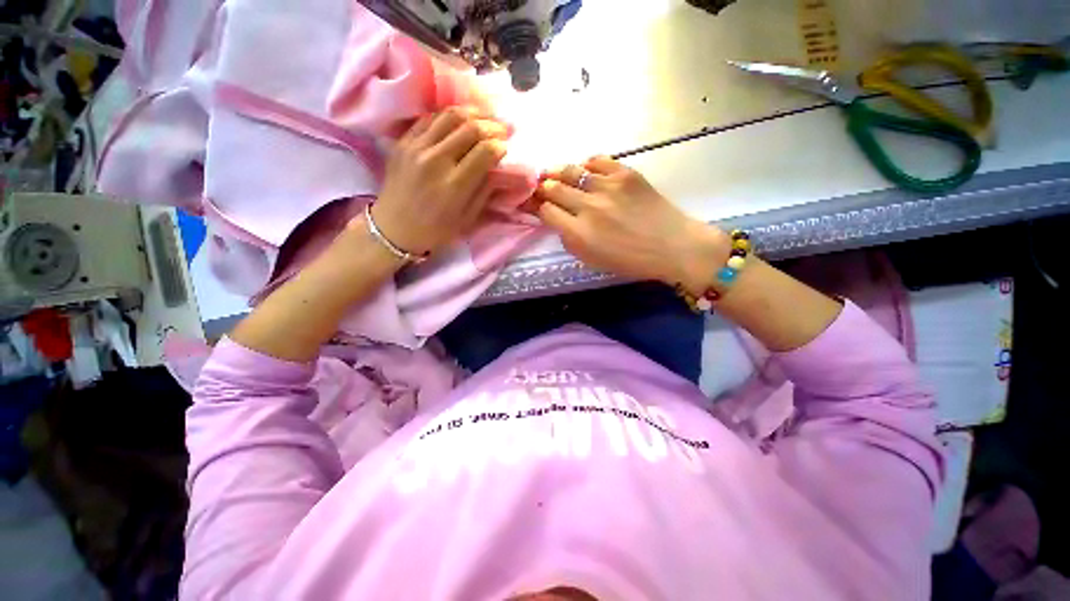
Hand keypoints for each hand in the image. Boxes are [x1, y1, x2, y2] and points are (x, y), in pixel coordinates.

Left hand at [368, 107, 509, 256]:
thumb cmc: (436, 230)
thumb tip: (498, 168)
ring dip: (473, 113)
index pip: (485, 151)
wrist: (394, 228)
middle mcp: (436, 161)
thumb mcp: (468, 219)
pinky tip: (460, 120)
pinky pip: (429, 118)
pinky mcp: (403, 141)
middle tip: (503, 129)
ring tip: (485, 118)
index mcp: (454, 186)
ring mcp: (416, 147)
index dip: (500, 145)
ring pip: (450, 115)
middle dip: (492, 125)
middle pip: (470, 128)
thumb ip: (484, 191)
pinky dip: (449, 115)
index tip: (506, 147)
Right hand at [535, 156, 728, 292]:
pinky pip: (597, 160)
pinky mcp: (625, 173)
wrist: (672, 246)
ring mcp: (607, 186)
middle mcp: (588, 207)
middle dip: (542, 187)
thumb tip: (557, 220)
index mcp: (579, 233)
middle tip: (540, 186)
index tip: (534, 204)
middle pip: (553, 188)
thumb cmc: (631, 261)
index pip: (546, 211)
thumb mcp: (592, 260)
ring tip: (554, 173)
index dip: (536, 206)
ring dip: (558, 172)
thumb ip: (570, 240)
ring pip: (571, 170)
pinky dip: (586, 164)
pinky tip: (584, 170)